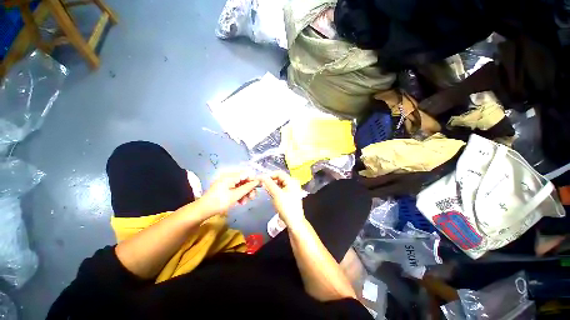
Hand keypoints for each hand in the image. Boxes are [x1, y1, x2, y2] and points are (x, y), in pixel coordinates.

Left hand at [198, 171, 258, 216]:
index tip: (258, 188)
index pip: (247, 173)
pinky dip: (239, 194)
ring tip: (244, 203)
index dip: (253, 180)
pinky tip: (240, 202)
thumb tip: (257, 181)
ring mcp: (227, 182)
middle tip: (252, 197)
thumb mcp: (235, 196)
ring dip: (245, 193)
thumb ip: (247, 188)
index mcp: (230, 176)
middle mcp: (229, 176)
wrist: (202, 210)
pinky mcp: (225, 187)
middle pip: (244, 179)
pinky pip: (236, 188)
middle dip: (249, 188)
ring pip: (241, 185)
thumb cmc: (219, 202)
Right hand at [261, 171, 305, 227]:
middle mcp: (292, 182)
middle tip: (261, 185)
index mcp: (291, 180)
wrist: (293, 221)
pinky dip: (274, 190)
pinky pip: (280, 189)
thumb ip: (268, 183)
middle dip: (270, 181)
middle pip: (279, 178)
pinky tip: (270, 193)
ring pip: (279, 184)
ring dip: (271, 185)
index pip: (278, 173)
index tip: (260, 179)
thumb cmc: (286, 206)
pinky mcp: (289, 194)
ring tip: (265, 190)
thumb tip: (261, 176)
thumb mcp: (276, 193)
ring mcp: (291, 189)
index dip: (269, 175)